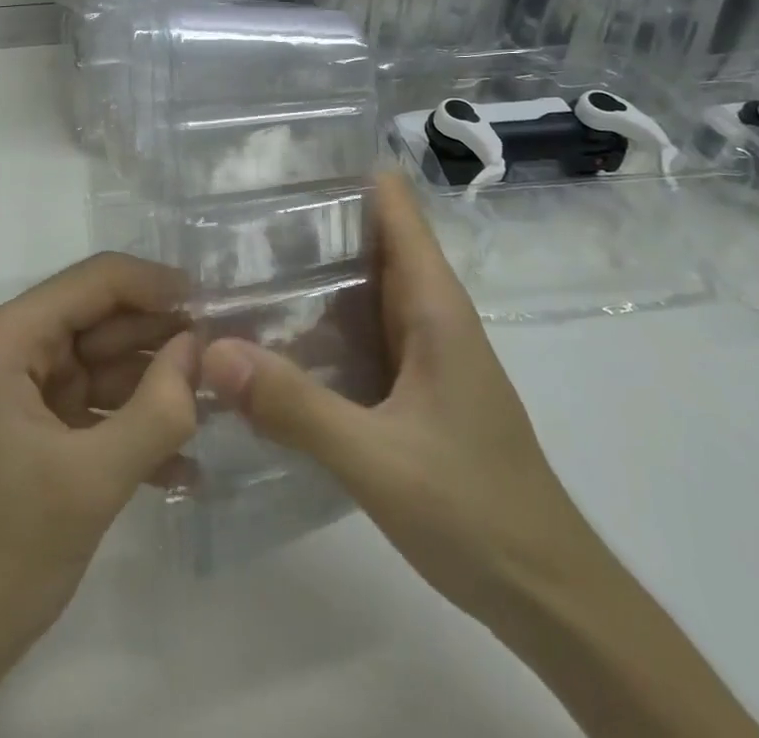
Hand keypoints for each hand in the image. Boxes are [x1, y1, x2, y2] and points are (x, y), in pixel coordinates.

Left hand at [0, 253, 197, 737]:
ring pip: (105, 365)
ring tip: (223, 400)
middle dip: (165, 337)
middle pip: (103, 321)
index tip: (219, 303)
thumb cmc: (2, 552)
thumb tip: (202, 349)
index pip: (95, 282)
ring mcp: (22, 392)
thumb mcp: (90, 481)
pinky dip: (135, 426)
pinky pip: (95, 409)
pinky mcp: (35, 433)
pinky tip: (188, 462)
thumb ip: (157, 410)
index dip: (158, 285)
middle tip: (232, 350)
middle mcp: (11, 350)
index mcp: (6, 338)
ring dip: (158, 385)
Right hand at [201, 173, 758, 737]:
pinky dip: (313, 318)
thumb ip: (296, 406)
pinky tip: (267, 331)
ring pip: (357, 284)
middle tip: (227, 212)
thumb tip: (211, 350)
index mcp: (432, 302)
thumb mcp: (377, 460)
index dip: (341, 171)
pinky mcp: (407, 382)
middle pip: (365, 236)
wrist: (546, 595)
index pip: (392, 203)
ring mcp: (418, 347)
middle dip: (304, 218)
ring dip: (305, 269)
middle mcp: (426, 310)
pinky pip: (354, 330)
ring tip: (230, 258)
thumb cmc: (477, 510)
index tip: (276, 162)